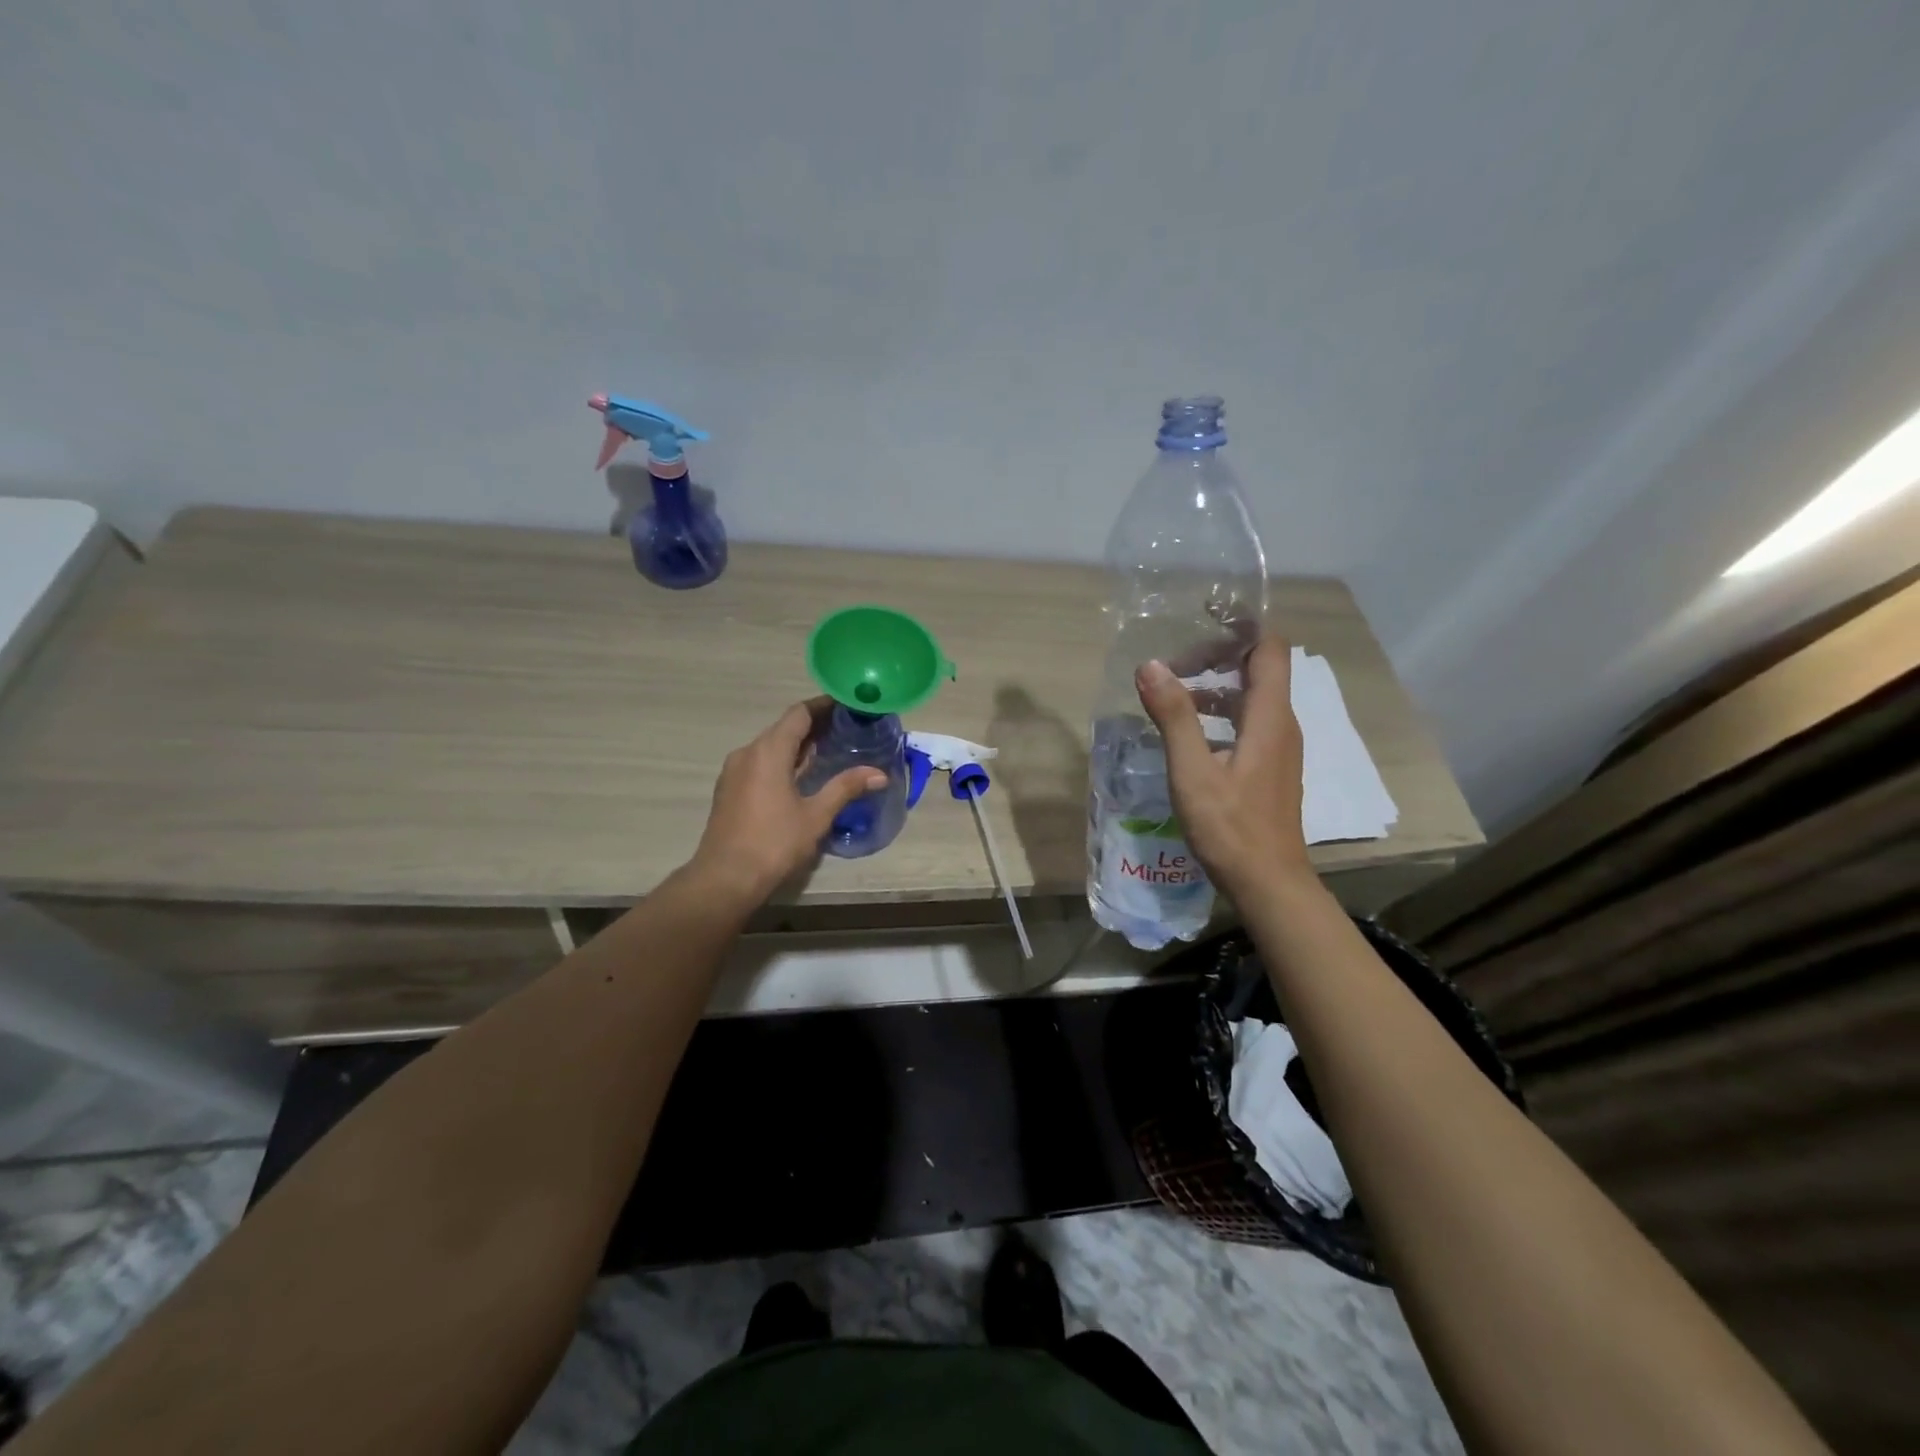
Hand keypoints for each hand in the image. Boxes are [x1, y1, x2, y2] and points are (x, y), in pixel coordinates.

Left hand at [689, 698, 885, 904]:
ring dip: (797, 744)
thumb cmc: (774, 843)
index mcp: (769, 751)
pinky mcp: (729, 788)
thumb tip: (879, 774)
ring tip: (828, 750)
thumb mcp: (816, 815)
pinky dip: (782, 760)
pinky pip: (760, 762)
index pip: (799, 714)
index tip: (848, 705)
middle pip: (784, 727)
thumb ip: (845, 787)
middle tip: (846, 728)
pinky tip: (800, 775)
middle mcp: (748, 752)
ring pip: (770, 745)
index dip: (824, 706)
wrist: (725, 878)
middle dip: (814, 725)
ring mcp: (734, 771)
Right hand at [1134, 634, 1310, 901]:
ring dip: (1214, 689)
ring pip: (1251, 700)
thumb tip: (1149, 666)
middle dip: (1216, 658)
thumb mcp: (1193, 772)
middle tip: (1172, 667)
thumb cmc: (1231, 828)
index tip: (1202, 619)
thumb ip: (1174, 717)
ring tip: (1172, 699)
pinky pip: (1249, 724)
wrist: (1269, 884)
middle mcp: (1282, 725)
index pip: (1268, 649)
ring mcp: (1280, 749)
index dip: (1240, 627)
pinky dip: (1220, 716)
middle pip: (1258, 670)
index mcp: (1269, 717)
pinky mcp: (1272, 769)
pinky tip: (1189, 737)